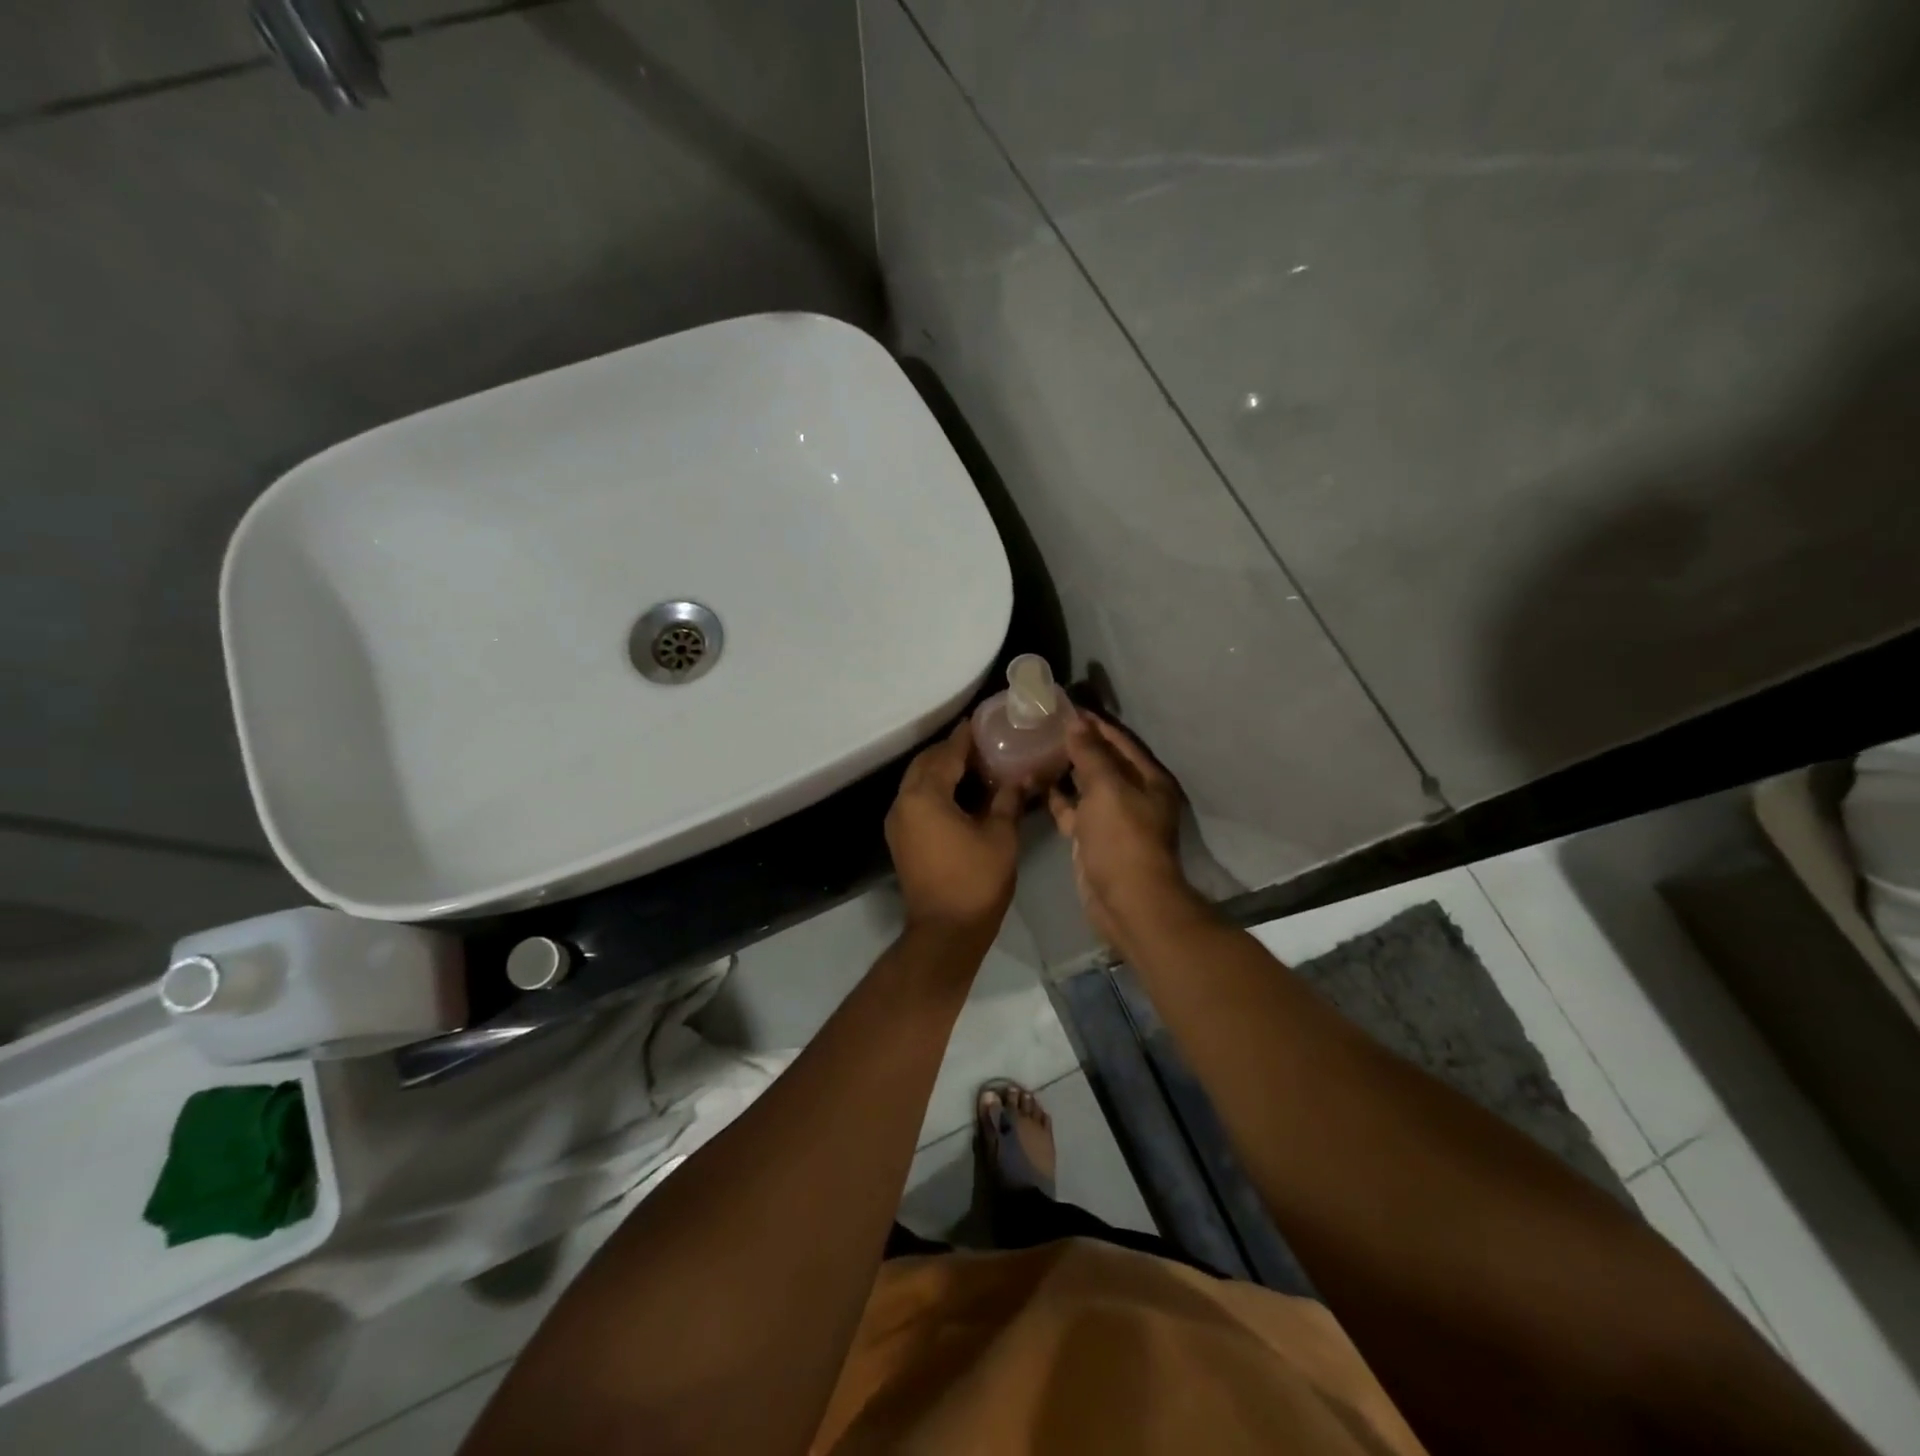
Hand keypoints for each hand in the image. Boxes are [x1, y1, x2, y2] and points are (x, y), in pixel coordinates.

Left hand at [885, 721, 1021, 943]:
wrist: (945, 931)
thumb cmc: (976, 880)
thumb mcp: (1000, 836)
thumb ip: (1007, 801)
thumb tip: (1018, 778)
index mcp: (925, 796)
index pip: (946, 754)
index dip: (965, 737)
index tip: (980, 721)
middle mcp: (904, 803)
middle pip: (925, 763)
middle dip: (950, 751)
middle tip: (981, 745)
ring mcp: (898, 822)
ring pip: (917, 781)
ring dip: (941, 770)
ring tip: (974, 766)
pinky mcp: (900, 839)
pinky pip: (916, 800)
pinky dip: (934, 789)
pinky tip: (960, 794)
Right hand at [1048, 713, 1197, 947]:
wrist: (1127, 902)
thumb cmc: (1123, 840)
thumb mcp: (1107, 789)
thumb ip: (1091, 754)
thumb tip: (1076, 721)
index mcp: (1147, 779)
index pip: (1119, 741)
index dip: (1094, 723)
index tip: (1064, 706)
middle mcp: (1133, 794)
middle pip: (1103, 761)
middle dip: (1077, 743)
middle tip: (1043, 724)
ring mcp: (1112, 818)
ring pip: (1086, 786)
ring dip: (1065, 769)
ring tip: (1036, 747)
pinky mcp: (1093, 839)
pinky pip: (1074, 810)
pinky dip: (1058, 798)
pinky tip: (1036, 782)